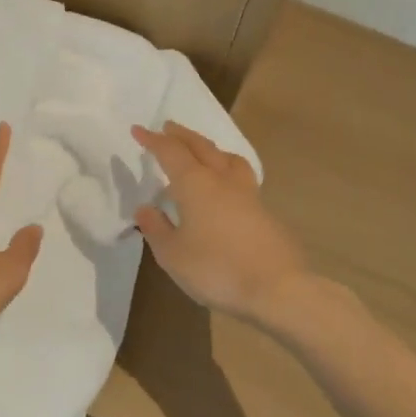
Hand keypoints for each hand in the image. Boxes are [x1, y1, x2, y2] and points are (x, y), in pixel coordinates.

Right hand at [131, 122, 308, 322]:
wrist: (277, 289)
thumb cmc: (216, 269)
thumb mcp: (173, 255)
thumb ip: (156, 228)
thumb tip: (145, 208)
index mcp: (195, 184)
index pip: (170, 152)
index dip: (153, 140)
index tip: (138, 130)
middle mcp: (222, 180)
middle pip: (201, 147)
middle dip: (182, 135)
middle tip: (168, 128)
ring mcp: (248, 195)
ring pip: (228, 158)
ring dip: (210, 149)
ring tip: (202, 151)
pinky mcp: (265, 212)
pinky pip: (241, 178)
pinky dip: (226, 171)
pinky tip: (225, 188)